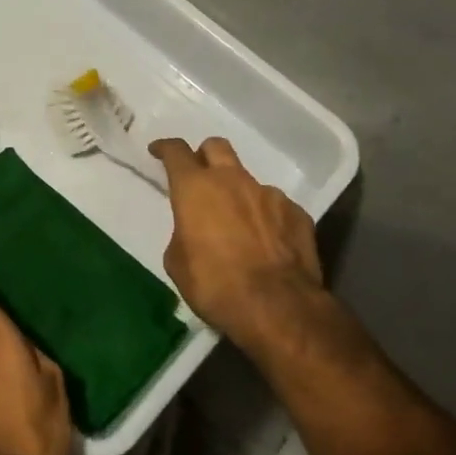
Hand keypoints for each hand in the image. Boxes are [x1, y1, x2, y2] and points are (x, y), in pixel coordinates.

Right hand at [149, 137, 326, 347]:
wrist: (278, 307)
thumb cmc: (215, 285)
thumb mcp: (178, 263)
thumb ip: (183, 234)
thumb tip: (194, 232)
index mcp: (196, 188)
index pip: (176, 152)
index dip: (165, 148)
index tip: (158, 150)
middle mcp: (232, 181)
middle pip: (216, 147)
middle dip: (204, 156)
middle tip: (199, 176)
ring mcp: (268, 194)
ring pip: (247, 180)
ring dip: (238, 193)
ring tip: (237, 223)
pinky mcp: (296, 213)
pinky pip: (275, 206)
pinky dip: (265, 217)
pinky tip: (267, 242)